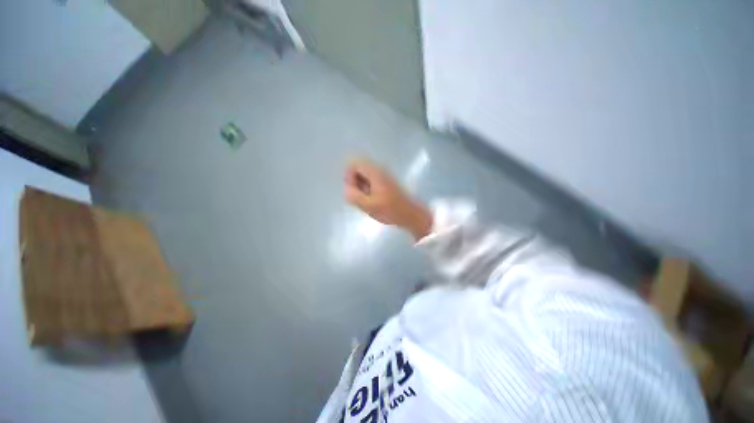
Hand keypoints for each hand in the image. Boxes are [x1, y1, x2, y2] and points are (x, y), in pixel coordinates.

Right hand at [344, 158, 432, 240]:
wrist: (410, 214)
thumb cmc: (390, 210)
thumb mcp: (369, 205)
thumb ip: (354, 196)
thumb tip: (346, 189)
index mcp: (375, 172)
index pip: (354, 163)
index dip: (349, 177)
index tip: (353, 191)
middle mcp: (379, 170)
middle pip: (358, 168)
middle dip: (354, 182)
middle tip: (359, 197)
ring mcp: (383, 175)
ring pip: (364, 176)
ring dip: (361, 187)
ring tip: (366, 200)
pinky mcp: (386, 182)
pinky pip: (371, 181)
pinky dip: (367, 189)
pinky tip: (372, 201)